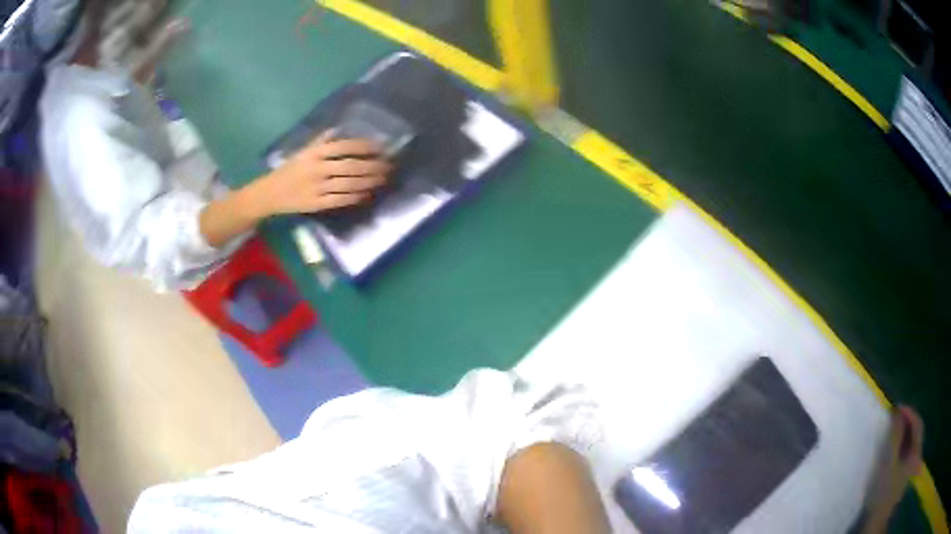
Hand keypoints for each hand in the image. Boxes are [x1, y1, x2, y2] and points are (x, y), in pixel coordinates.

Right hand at [244, 131, 390, 217]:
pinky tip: (367, 194)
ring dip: (368, 182)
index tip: (381, 148)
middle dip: (373, 166)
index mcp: (314, 152)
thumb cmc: (289, 170)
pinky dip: (355, 197)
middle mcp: (317, 168)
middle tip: (389, 166)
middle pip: (351, 166)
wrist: (270, 194)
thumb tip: (341, 129)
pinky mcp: (317, 204)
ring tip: (383, 179)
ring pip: (348, 184)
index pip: (345, 147)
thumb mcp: (303, 151)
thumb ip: (322, 140)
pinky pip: (340, 200)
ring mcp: (317, 187)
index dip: (365, 147)